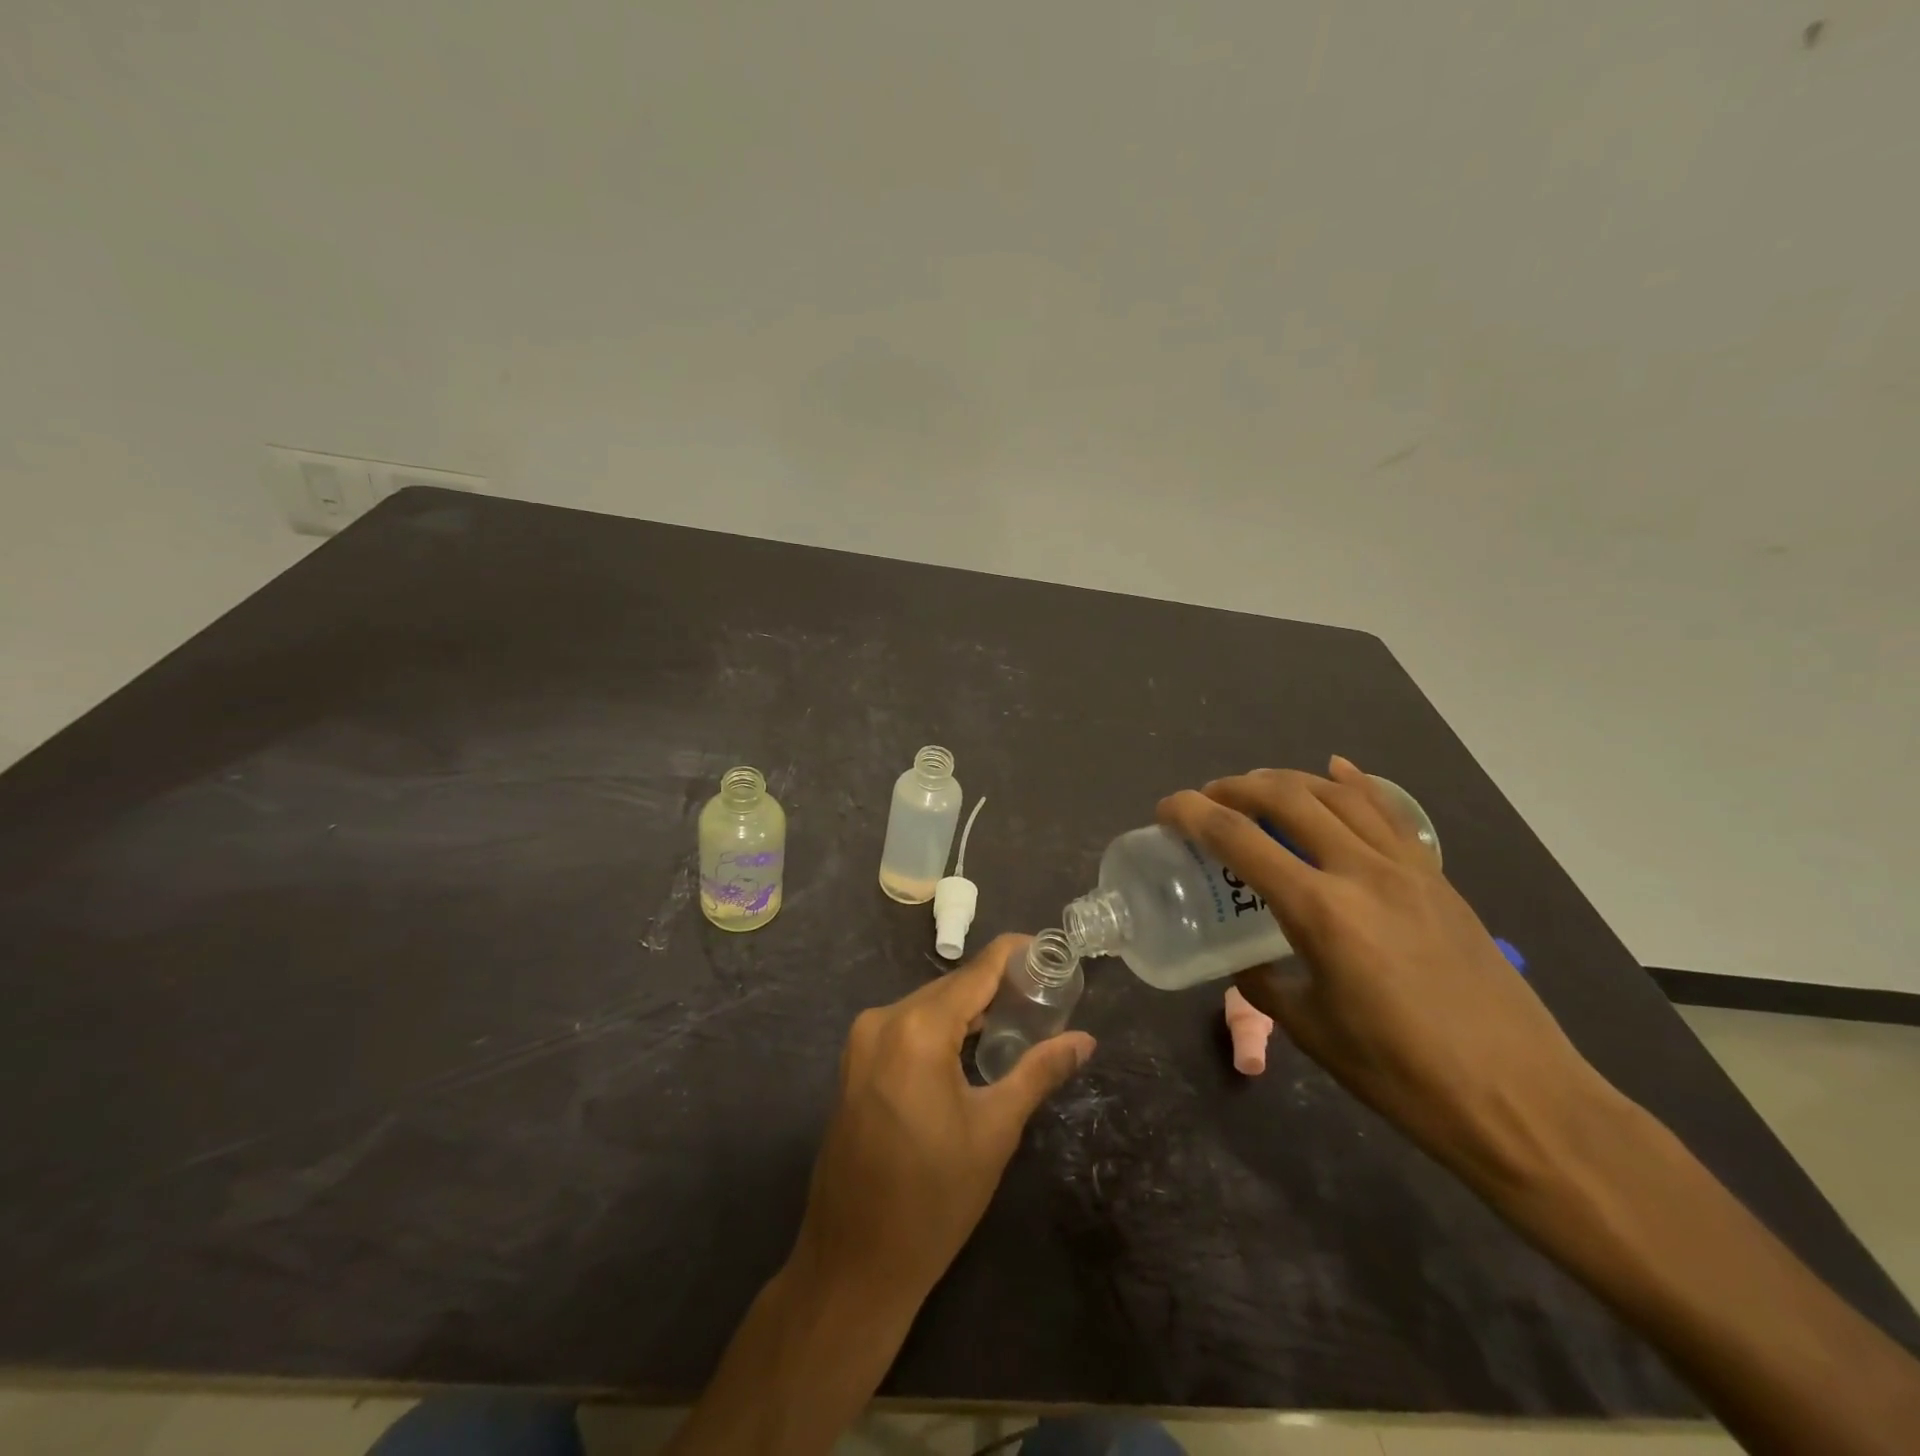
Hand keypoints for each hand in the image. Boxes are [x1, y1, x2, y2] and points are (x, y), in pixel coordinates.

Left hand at [792, 934, 1095, 1311]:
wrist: (854, 1262)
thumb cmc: (933, 1199)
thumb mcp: (995, 1131)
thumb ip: (1039, 1072)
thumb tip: (1086, 1040)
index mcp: (918, 1029)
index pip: (976, 972)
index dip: (1013, 954)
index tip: (1048, 949)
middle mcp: (883, 1019)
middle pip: (950, 988)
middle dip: (995, 986)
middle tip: (1043, 993)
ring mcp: (862, 1040)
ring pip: (927, 1006)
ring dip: (967, 1009)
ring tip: (1017, 1015)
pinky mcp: (854, 1062)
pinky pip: (906, 1027)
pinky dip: (940, 1027)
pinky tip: (971, 1044)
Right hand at [1158, 757, 1612, 1189]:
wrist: (1522, 1101)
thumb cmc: (1402, 1076)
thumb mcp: (1311, 1031)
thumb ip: (1265, 984)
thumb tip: (1245, 961)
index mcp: (1320, 911)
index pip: (1238, 839)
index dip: (1192, 814)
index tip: (1165, 808)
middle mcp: (1361, 872)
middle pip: (1287, 797)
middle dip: (1236, 787)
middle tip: (1207, 798)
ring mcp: (1407, 870)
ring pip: (1338, 795)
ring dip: (1288, 780)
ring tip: (1257, 787)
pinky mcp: (1438, 880)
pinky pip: (1389, 814)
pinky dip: (1355, 785)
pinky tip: (1336, 770)